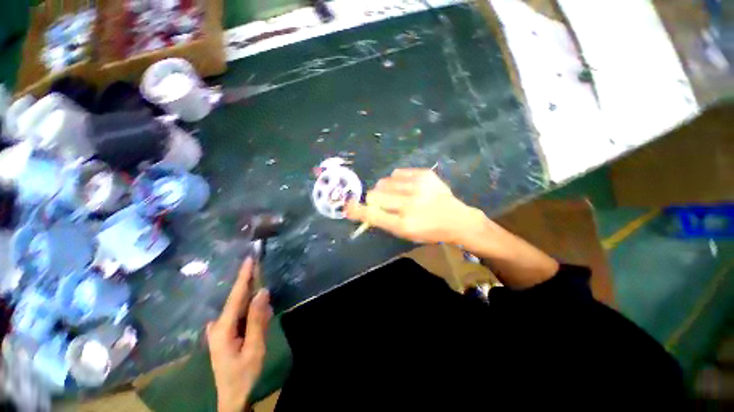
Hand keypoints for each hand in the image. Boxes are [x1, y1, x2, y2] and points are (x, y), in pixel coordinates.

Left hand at [207, 258, 272, 411]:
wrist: (233, 396)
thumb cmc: (244, 373)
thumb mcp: (255, 348)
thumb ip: (258, 319)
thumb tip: (263, 292)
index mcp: (223, 328)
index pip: (236, 296)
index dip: (243, 276)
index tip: (249, 259)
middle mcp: (217, 325)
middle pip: (236, 299)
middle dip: (250, 284)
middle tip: (262, 271)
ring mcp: (218, 330)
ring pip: (238, 307)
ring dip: (252, 300)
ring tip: (261, 305)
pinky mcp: (223, 334)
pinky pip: (238, 315)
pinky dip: (249, 310)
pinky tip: (257, 317)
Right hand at [346, 168, 483, 243]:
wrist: (456, 219)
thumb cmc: (427, 230)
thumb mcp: (404, 233)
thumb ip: (382, 220)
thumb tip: (362, 207)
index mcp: (404, 224)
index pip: (372, 215)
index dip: (357, 210)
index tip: (348, 206)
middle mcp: (410, 204)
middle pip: (375, 194)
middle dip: (375, 198)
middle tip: (386, 202)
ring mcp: (418, 186)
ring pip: (384, 182)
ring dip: (386, 189)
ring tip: (400, 195)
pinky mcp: (424, 174)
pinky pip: (396, 173)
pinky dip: (397, 181)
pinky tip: (408, 187)